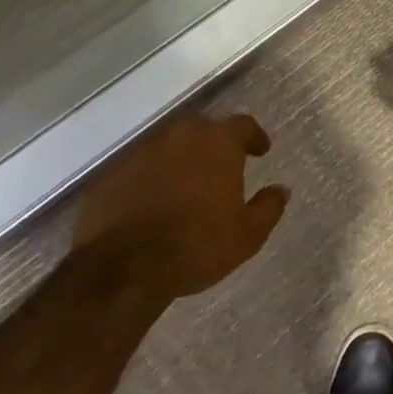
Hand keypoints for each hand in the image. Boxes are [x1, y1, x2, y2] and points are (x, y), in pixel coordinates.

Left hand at [73, 111, 287, 298]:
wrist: (122, 268)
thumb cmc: (196, 245)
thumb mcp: (248, 234)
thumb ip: (269, 207)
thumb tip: (281, 190)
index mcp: (218, 143)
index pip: (243, 125)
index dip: (254, 136)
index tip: (260, 151)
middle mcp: (180, 136)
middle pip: (202, 128)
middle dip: (214, 143)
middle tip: (222, 165)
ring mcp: (141, 152)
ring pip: (168, 145)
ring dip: (181, 158)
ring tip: (187, 183)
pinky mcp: (111, 174)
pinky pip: (140, 167)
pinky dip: (151, 177)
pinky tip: (154, 200)